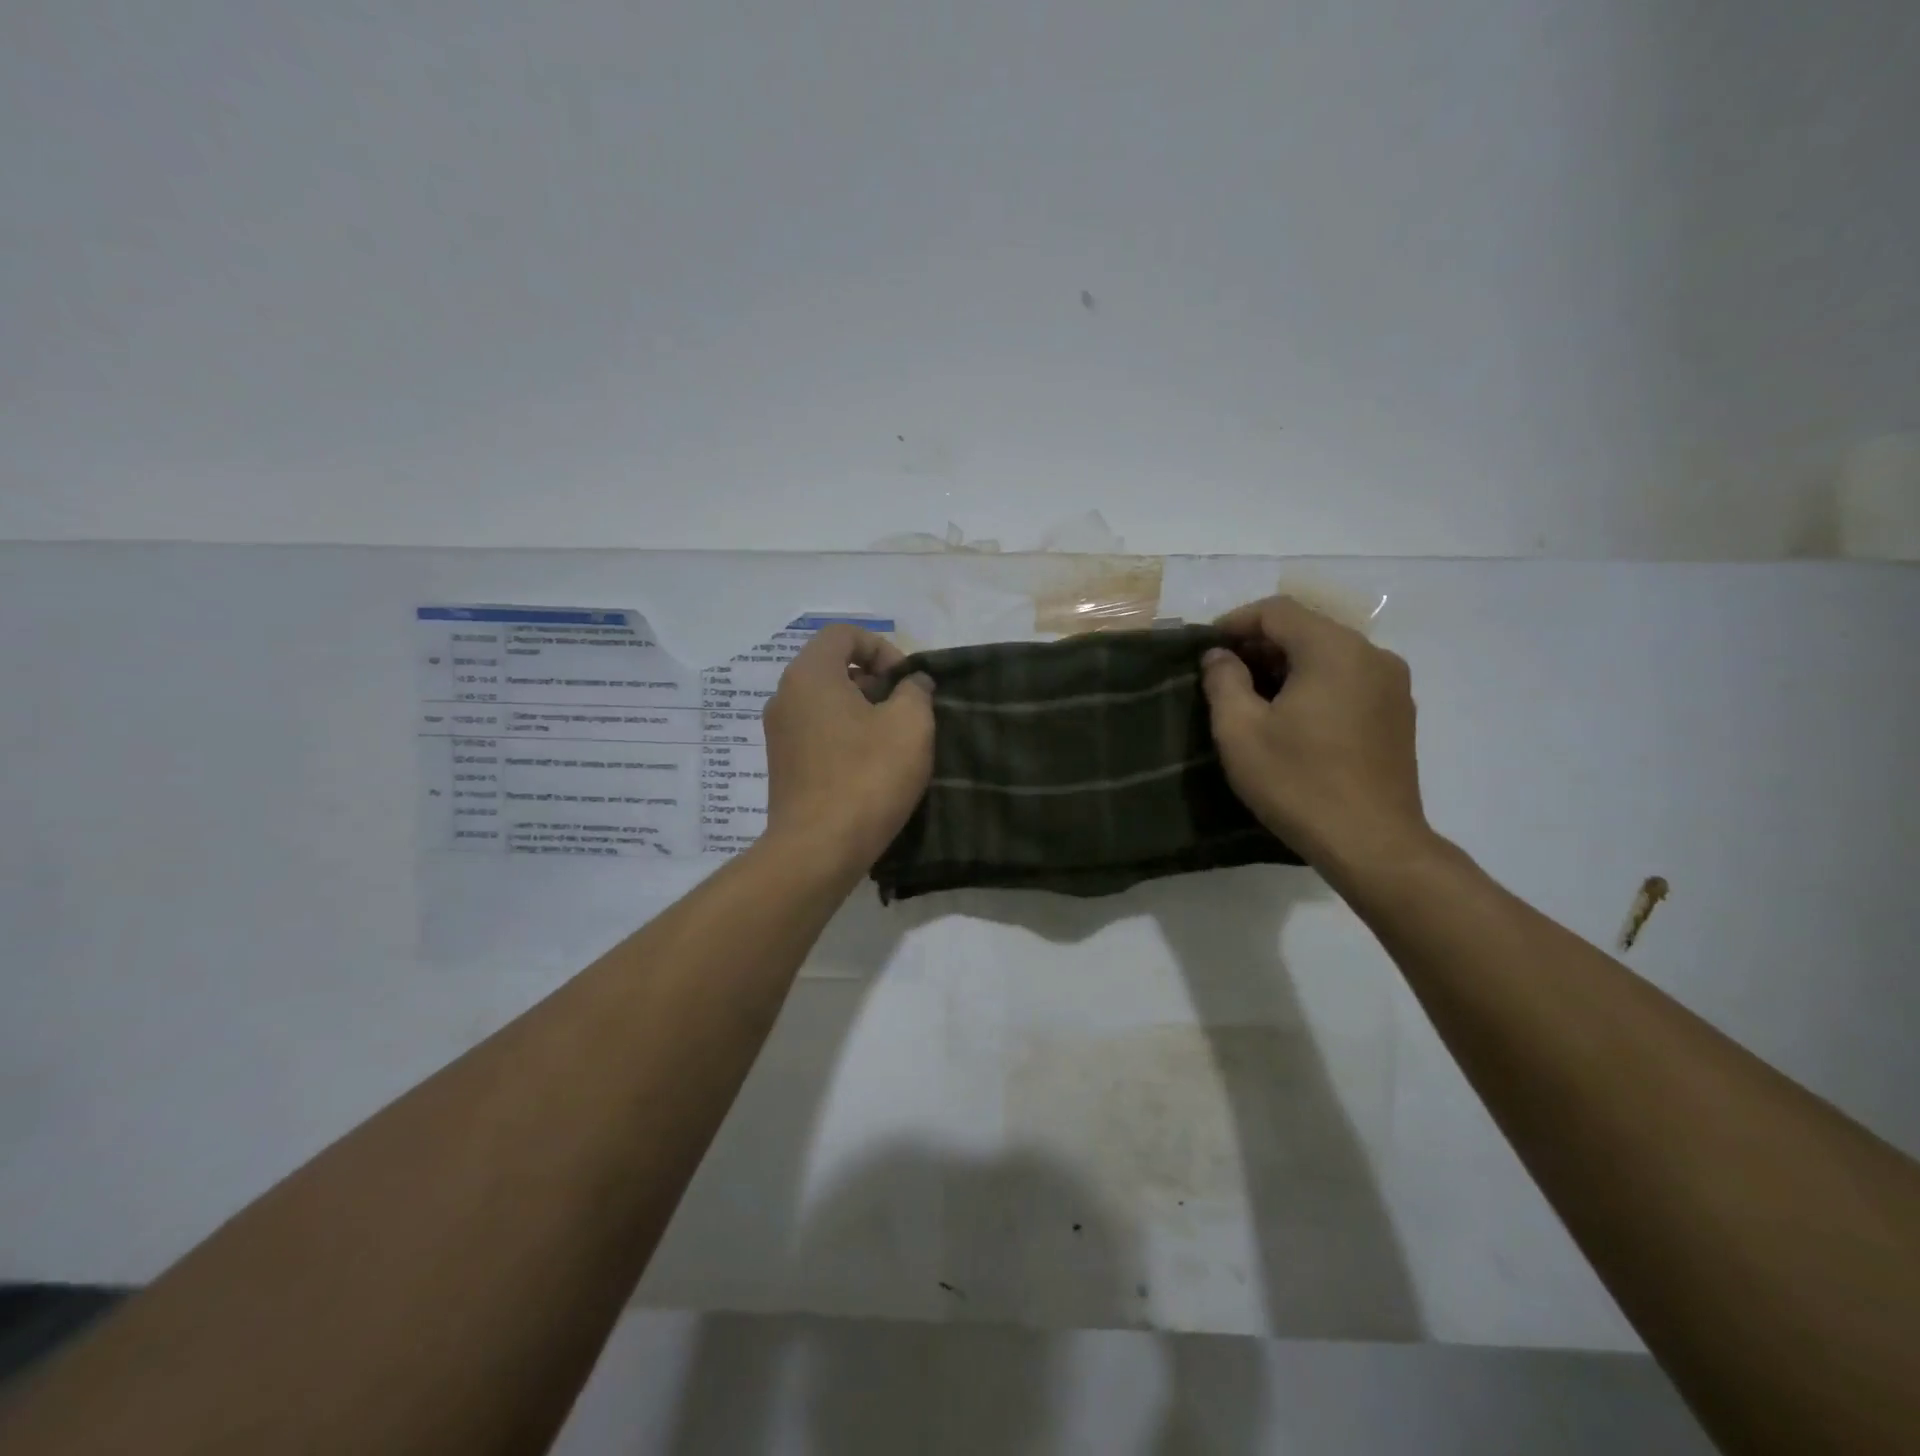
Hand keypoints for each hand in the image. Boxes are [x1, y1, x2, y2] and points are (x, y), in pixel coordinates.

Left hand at [761, 625, 933, 874]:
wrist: (818, 849)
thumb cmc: (867, 777)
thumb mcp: (911, 724)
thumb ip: (916, 691)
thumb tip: (912, 683)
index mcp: (810, 675)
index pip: (843, 633)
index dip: (881, 647)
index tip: (906, 681)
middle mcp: (785, 696)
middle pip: (833, 667)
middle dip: (875, 681)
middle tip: (905, 711)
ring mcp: (779, 733)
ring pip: (826, 702)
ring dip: (863, 711)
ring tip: (894, 742)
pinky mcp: (783, 766)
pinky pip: (818, 732)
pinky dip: (845, 736)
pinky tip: (871, 767)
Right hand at [1200, 595, 1429, 872]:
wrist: (1372, 843)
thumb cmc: (1298, 782)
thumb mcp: (1240, 731)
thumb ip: (1223, 681)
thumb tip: (1219, 656)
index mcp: (1334, 650)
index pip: (1278, 611)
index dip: (1235, 622)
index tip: (1206, 649)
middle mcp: (1371, 655)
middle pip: (1307, 629)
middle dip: (1260, 645)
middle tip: (1223, 675)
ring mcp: (1392, 685)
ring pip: (1329, 655)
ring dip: (1287, 666)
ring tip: (1253, 698)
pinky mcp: (1398, 714)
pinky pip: (1348, 680)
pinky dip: (1315, 685)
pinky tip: (1292, 719)